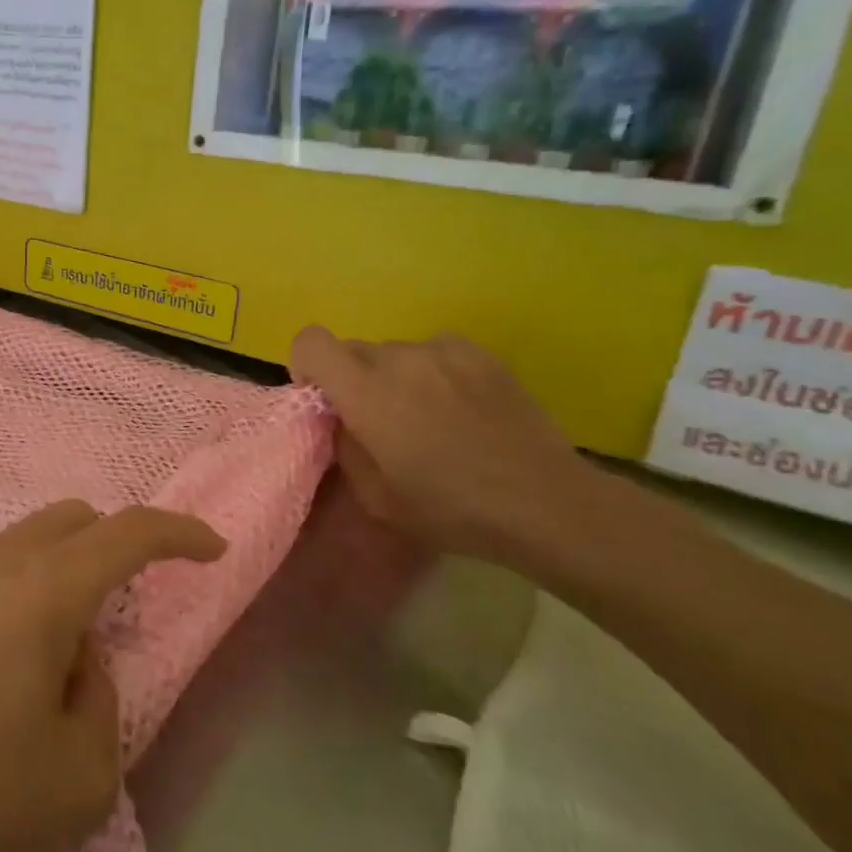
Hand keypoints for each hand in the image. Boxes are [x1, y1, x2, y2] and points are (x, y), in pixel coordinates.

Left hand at [0, 502, 225, 851]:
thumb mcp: (80, 776)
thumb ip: (101, 699)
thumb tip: (77, 658)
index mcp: (46, 588)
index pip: (129, 532)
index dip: (180, 534)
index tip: (213, 550)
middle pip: (76, 519)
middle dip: (120, 545)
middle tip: (136, 604)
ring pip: (33, 539)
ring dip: (72, 567)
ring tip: (78, 643)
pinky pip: (0, 568)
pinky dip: (33, 586)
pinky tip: (24, 655)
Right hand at [290, 325, 598, 574]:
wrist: (544, 503)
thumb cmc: (450, 509)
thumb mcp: (375, 497)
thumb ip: (345, 447)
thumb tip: (342, 420)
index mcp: (366, 392)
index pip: (311, 342)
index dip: (306, 366)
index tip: (325, 401)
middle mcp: (400, 358)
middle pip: (352, 349)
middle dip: (352, 379)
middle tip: (378, 421)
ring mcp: (444, 351)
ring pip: (395, 352)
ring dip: (394, 376)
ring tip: (427, 417)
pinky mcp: (481, 354)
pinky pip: (435, 352)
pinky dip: (433, 372)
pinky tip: (459, 407)